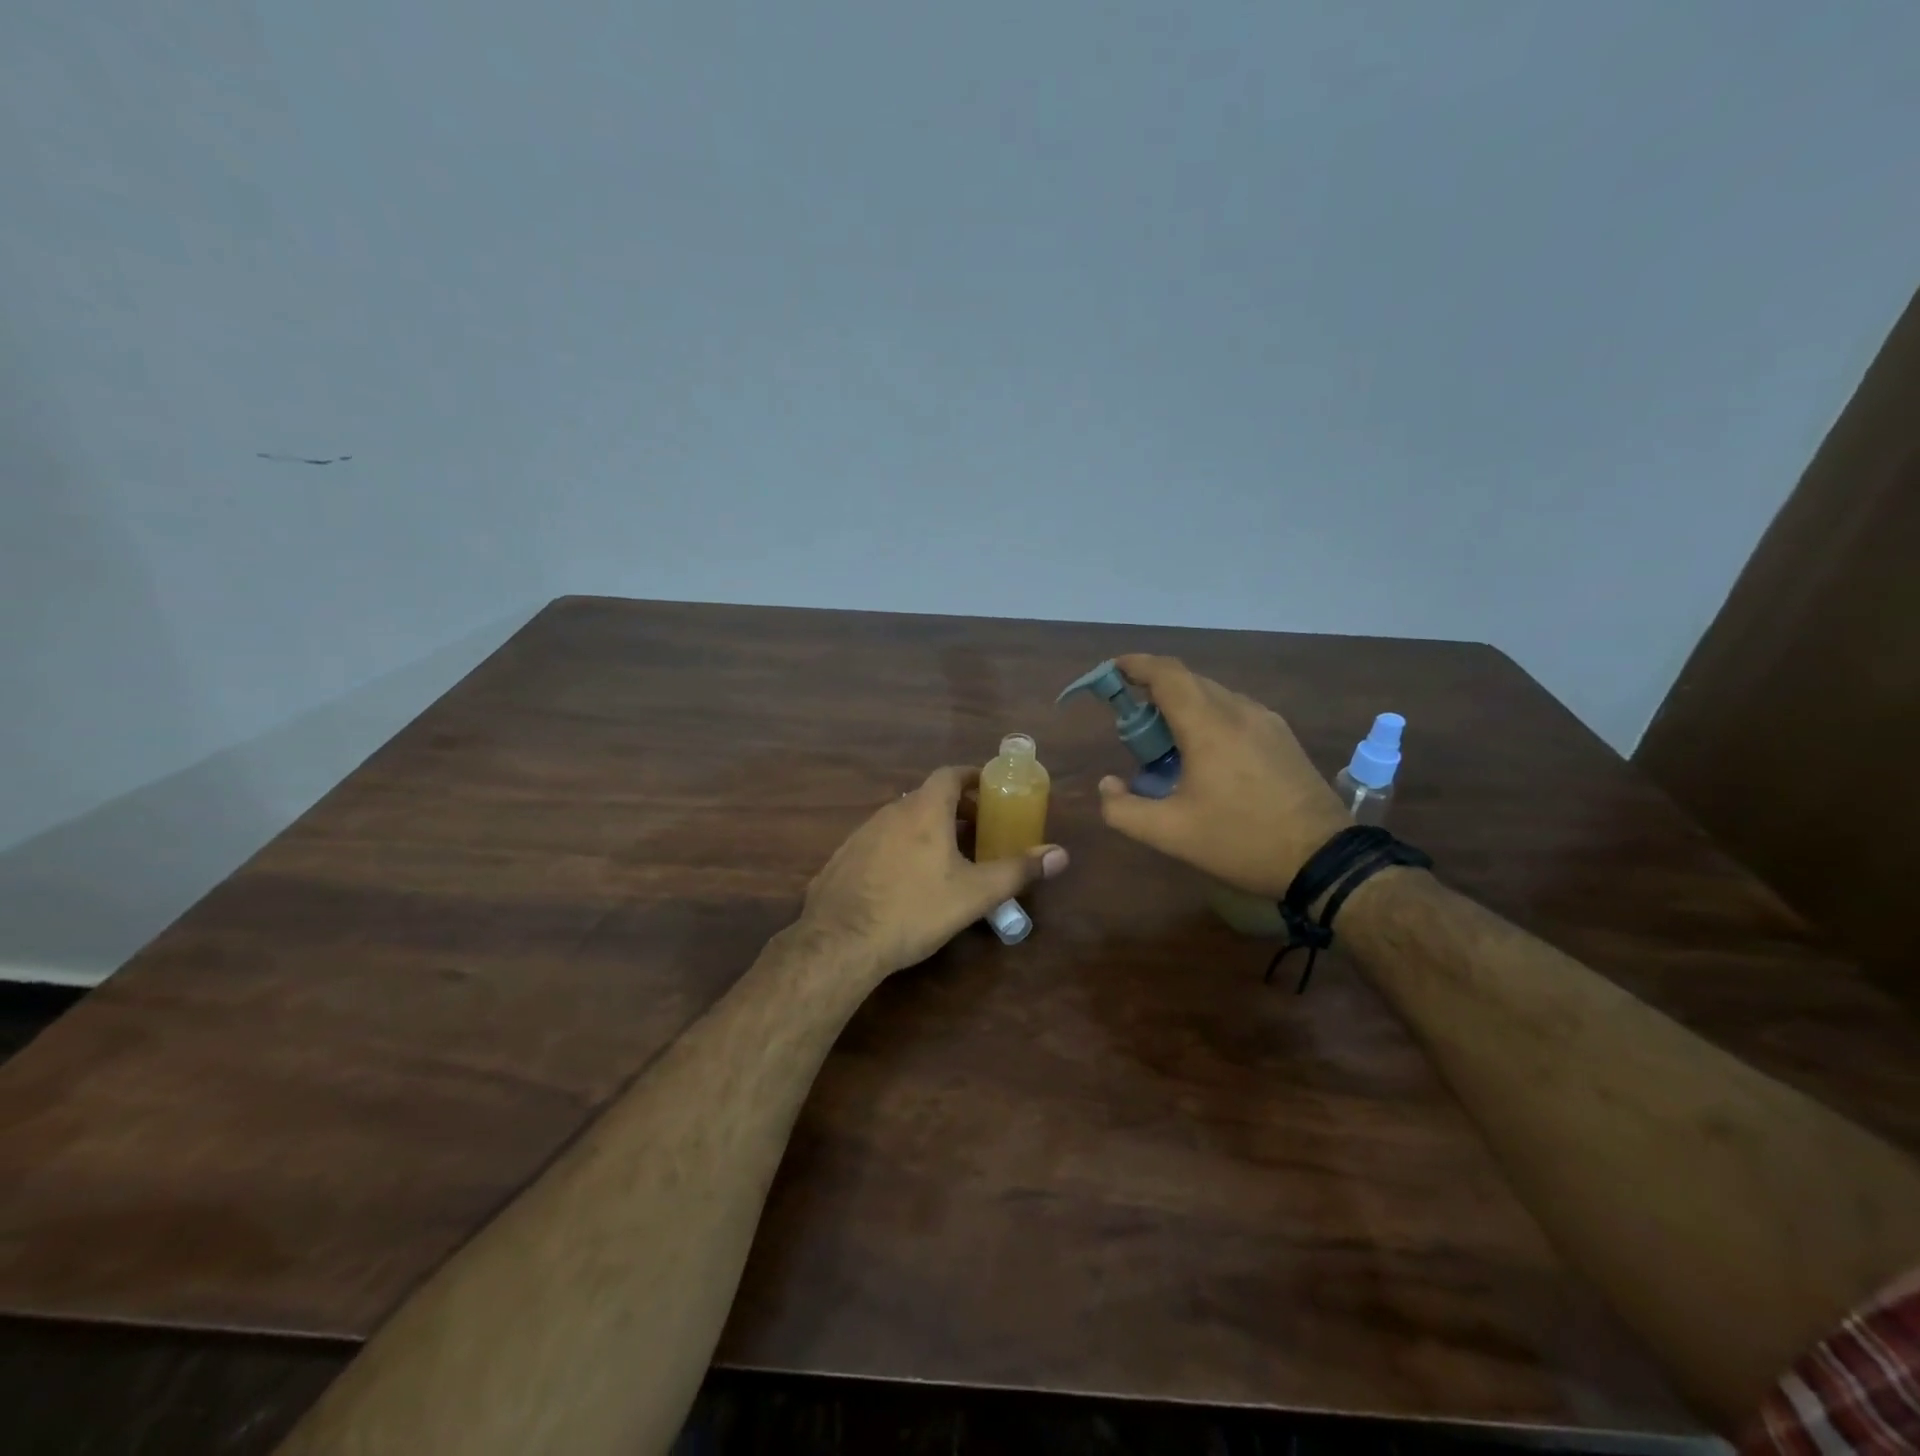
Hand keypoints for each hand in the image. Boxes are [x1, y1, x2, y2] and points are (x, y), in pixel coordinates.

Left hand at [798, 765, 1069, 978]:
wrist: (839, 941)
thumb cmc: (914, 909)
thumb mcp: (975, 894)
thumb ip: (1018, 870)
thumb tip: (1061, 854)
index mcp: (924, 810)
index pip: (950, 774)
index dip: (972, 777)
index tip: (990, 790)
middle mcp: (891, 812)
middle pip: (928, 796)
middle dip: (956, 808)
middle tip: (979, 830)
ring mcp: (862, 833)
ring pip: (903, 819)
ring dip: (928, 827)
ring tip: (948, 856)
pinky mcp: (844, 857)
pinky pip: (881, 840)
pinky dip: (902, 846)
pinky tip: (907, 880)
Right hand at [1096, 654, 1347, 897]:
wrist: (1324, 859)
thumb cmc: (1241, 841)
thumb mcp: (1169, 834)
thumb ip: (1122, 809)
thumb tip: (1108, 784)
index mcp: (1208, 725)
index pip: (1166, 674)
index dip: (1135, 664)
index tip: (1111, 670)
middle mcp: (1238, 710)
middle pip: (1188, 681)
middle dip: (1153, 691)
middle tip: (1132, 726)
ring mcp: (1266, 721)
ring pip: (1213, 696)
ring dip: (1182, 706)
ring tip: (1166, 744)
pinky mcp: (1282, 737)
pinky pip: (1235, 712)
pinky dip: (1208, 718)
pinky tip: (1204, 755)